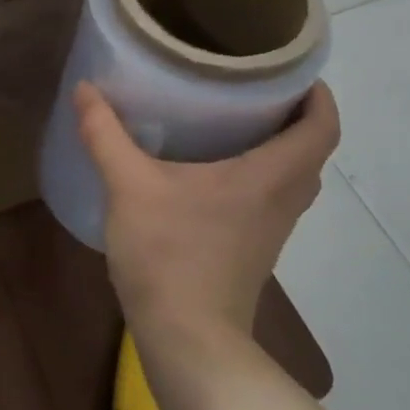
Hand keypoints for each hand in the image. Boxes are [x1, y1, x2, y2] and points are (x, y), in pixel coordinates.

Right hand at [74, 81, 340, 343]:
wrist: (187, 338)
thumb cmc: (168, 255)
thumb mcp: (129, 187)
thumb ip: (105, 135)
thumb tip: (86, 88)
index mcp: (268, 176)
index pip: (322, 127)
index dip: (318, 94)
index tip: (292, 70)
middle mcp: (281, 200)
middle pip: (311, 150)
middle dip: (294, 116)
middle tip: (255, 89)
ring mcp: (271, 230)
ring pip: (292, 179)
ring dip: (278, 149)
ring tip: (236, 123)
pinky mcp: (254, 251)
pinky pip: (271, 200)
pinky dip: (258, 178)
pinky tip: (213, 174)